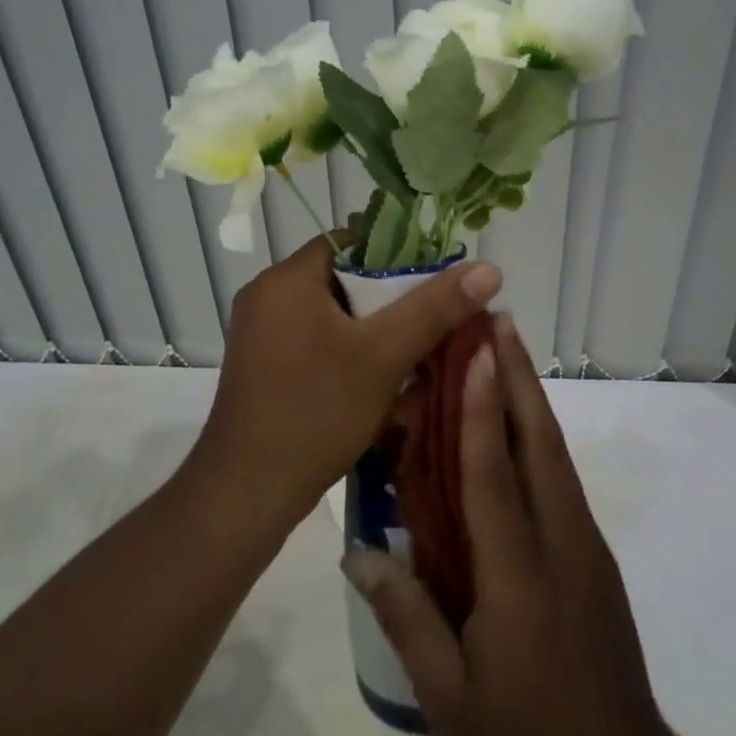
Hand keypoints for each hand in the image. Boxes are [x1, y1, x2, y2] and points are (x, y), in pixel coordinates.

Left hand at [190, 234, 502, 528]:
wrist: (247, 493)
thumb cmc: (316, 413)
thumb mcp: (384, 356)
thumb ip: (435, 308)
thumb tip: (489, 268)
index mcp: (287, 279)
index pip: (352, 242)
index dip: (397, 256)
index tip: (433, 284)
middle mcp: (266, 296)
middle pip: (343, 279)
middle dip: (389, 299)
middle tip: (431, 324)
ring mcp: (259, 333)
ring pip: (331, 314)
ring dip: (371, 329)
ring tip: (412, 353)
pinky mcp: (261, 365)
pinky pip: (313, 340)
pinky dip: (346, 350)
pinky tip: (376, 380)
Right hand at [343, 314, 735, 735]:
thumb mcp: (449, 698)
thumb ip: (406, 619)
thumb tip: (360, 553)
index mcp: (518, 574)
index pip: (495, 474)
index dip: (484, 408)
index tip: (478, 352)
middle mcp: (559, 541)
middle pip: (539, 443)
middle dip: (518, 377)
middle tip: (499, 323)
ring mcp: (584, 544)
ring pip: (555, 454)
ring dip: (531, 398)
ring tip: (507, 353)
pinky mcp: (593, 554)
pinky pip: (560, 478)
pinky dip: (538, 435)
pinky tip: (519, 425)